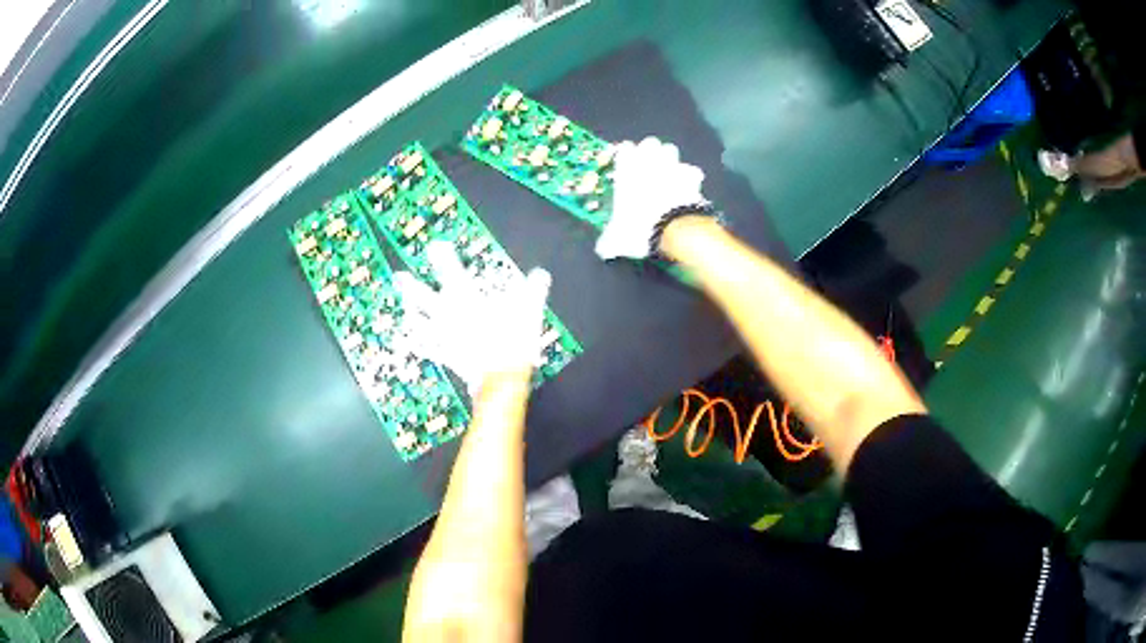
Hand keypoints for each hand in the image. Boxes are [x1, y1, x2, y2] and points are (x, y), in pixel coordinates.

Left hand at [393, 241, 550, 394]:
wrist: (501, 377)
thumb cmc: (512, 339)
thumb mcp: (529, 309)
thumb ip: (533, 290)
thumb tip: (541, 274)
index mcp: (467, 299)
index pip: (451, 272)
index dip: (442, 257)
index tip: (434, 246)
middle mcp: (449, 315)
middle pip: (425, 298)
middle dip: (412, 287)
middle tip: (399, 276)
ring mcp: (445, 337)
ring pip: (421, 323)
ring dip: (412, 315)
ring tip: (405, 310)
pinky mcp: (446, 355)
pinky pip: (429, 350)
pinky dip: (420, 345)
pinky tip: (412, 343)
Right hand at [595, 136, 706, 259]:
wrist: (674, 229)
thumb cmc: (639, 227)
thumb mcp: (617, 239)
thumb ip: (609, 241)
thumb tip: (602, 250)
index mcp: (628, 169)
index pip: (624, 149)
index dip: (625, 155)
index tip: (624, 164)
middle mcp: (650, 162)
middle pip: (650, 143)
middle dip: (649, 151)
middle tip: (647, 166)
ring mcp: (673, 166)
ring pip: (671, 149)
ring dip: (669, 158)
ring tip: (667, 172)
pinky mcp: (692, 177)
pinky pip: (691, 170)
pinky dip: (690, 176)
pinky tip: (688, 187)